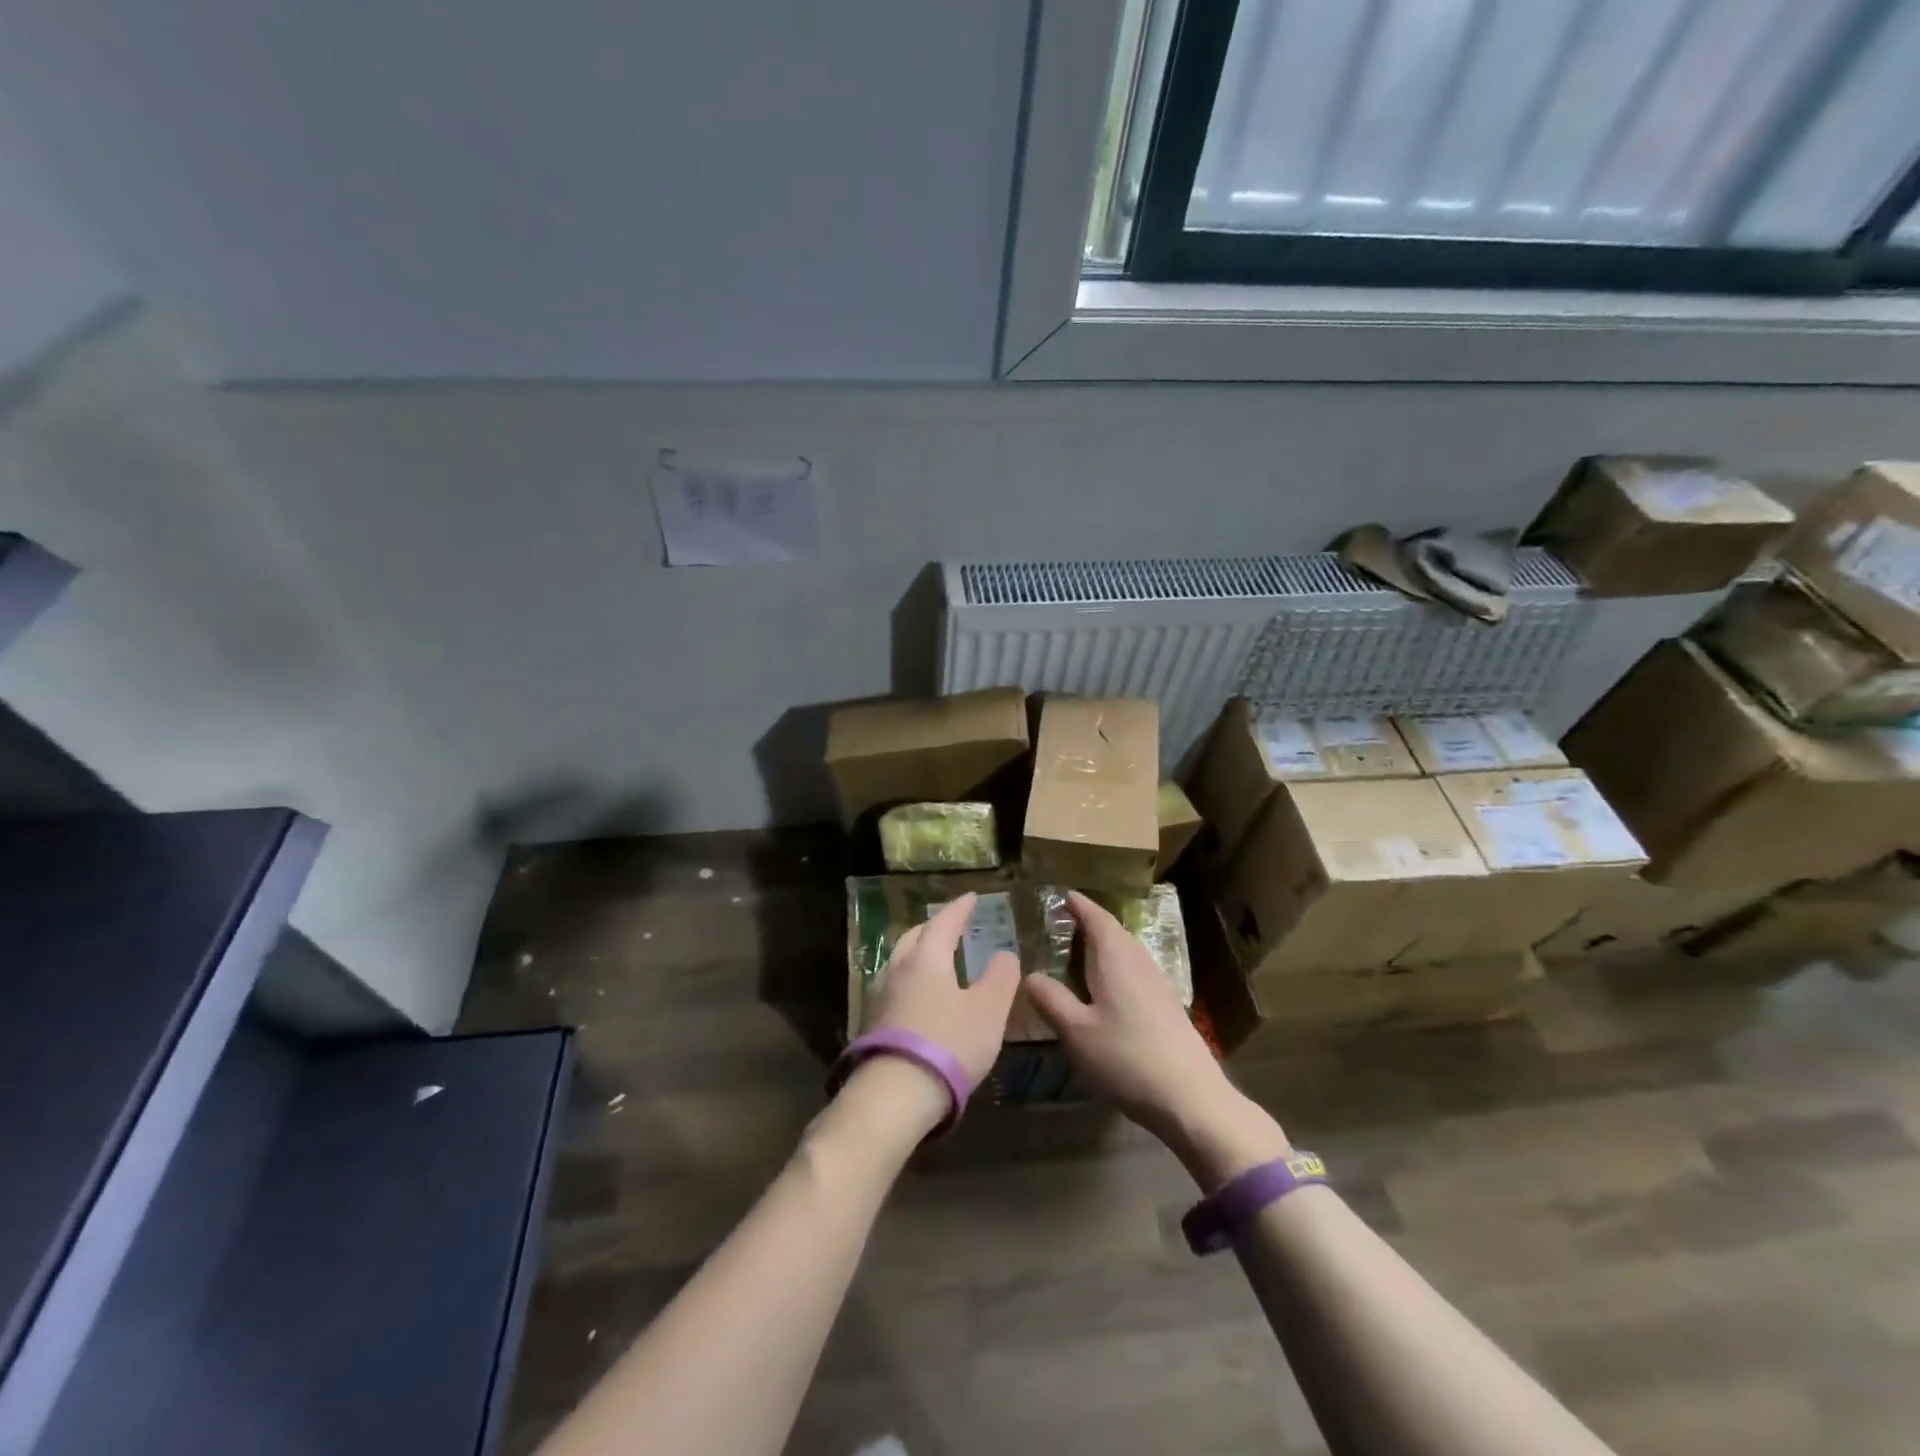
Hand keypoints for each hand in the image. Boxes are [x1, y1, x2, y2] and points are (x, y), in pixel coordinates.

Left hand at [863, 892, 1019, 1089]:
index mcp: (927, 958)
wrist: (893, 1095)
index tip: (971, 898)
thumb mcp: (988, 1011)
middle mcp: (897, 968)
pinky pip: (892, 986)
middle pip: (915, 937)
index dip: (960, 909)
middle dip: (934, 927)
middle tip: (951, 926)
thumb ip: (1000, 978)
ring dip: (918, 953)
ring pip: (899, 961)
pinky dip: (909, 980)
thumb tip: (1004, 954)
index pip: (944, 922)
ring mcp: (878, 996)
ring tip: (934, 959)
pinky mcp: (870, 1024)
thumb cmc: (949, 1044)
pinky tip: (916, 996)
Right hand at [1023, 892, 1287, 1187]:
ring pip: (1127, 951)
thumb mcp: (1076, 1032)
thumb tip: (1029, 975)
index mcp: (1116, 959)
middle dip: (1091, 923)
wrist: (1191, 1098)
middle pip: (1114, 932)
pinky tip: (1108, 987)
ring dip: (1105, 944)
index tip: (1063, 894)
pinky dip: (1116, 965)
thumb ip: (1051, 1000)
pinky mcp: (1167, 1006)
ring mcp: (1158, 984)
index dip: (1079, 905)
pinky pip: (1136, 970)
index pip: (1097, 919)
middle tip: (1064, 921)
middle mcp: (1139, 963)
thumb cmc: (1127, 1058)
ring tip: (1081, 951)